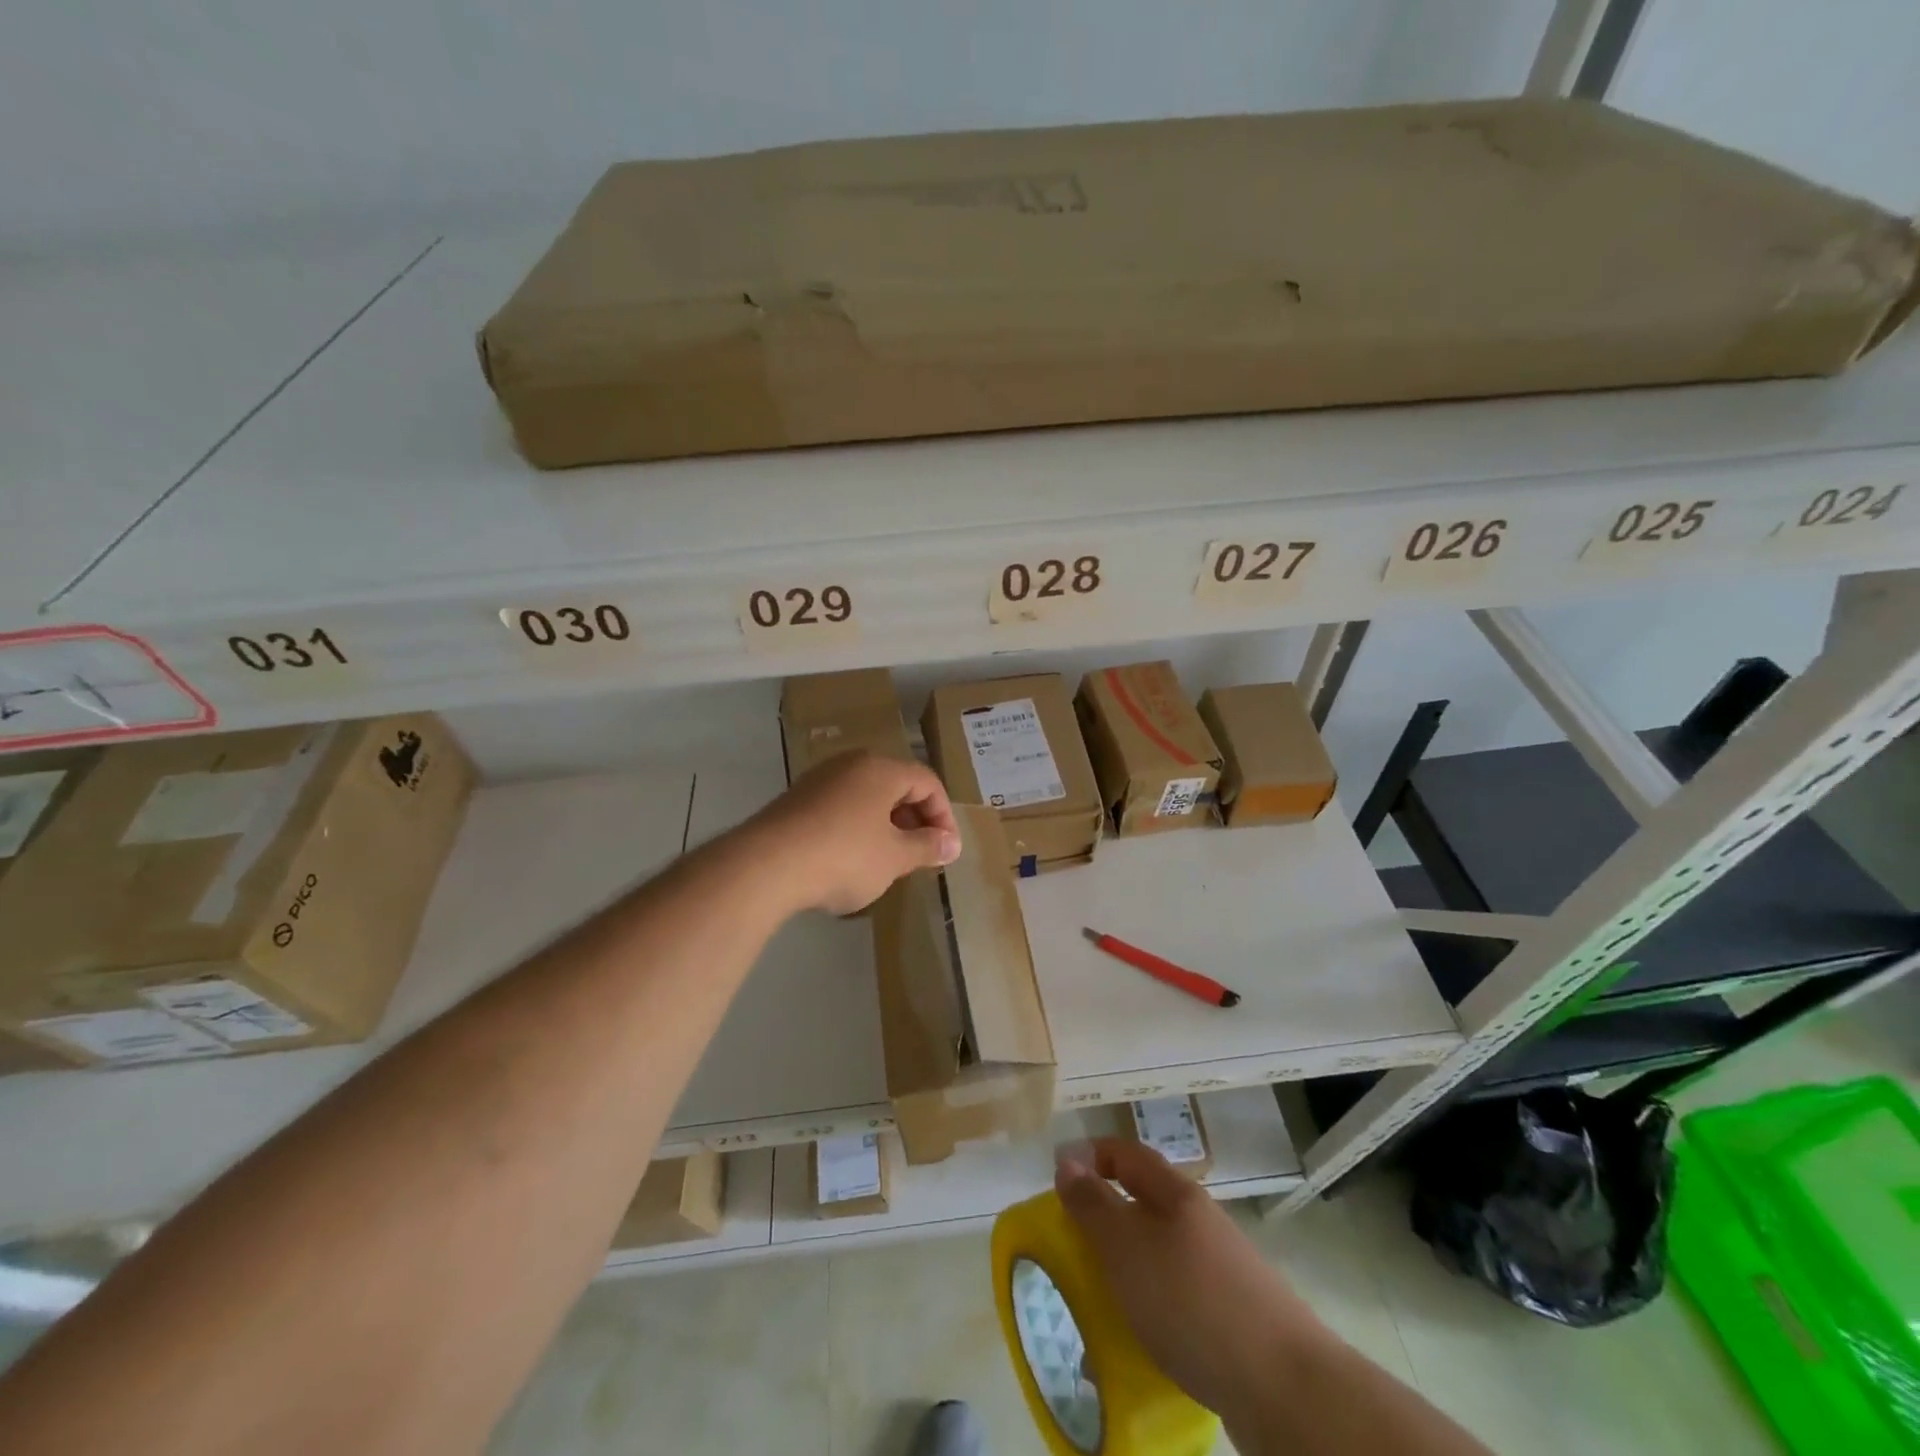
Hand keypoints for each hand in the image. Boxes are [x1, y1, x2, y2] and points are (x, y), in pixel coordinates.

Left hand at [748, 752, 960, 914]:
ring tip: (888, 860)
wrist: (765, 865)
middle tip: (920, 855)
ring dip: (885, 825)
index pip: (927, 782)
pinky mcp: (796, 800)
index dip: (944, 816)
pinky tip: (850, 860)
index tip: (946, 850)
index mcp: (880, 769)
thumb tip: (951, 844)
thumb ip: (927, 848)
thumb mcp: (894, 858)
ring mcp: (819, 780)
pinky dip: (856, 828)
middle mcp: (850, 764)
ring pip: (866, 797)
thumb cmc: (843, 856)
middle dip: (915, 820)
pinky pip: (840, 807)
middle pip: (896, 785)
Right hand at [1056, 1139, 1323, 1426]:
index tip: (1057, 1179)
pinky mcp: (1233, 1318)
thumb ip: (1092, 1204)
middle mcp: (1200, 1222)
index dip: (1091, 1155)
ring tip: (1098, 1307)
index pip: (1127, 1153)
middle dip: (1104, 1221)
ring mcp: (1221, 1270)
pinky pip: (1178, 1301)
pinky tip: (1141, 1345)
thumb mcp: (1127, 1247)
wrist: (1285, 1387)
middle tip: (1070, 1249)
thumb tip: (1067, 1160)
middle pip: (1143, 1204)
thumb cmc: (1192, 1301)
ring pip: (1159, 1256)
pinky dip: (1152, 1312)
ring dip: (1126, 1272)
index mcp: (1176, 1194)